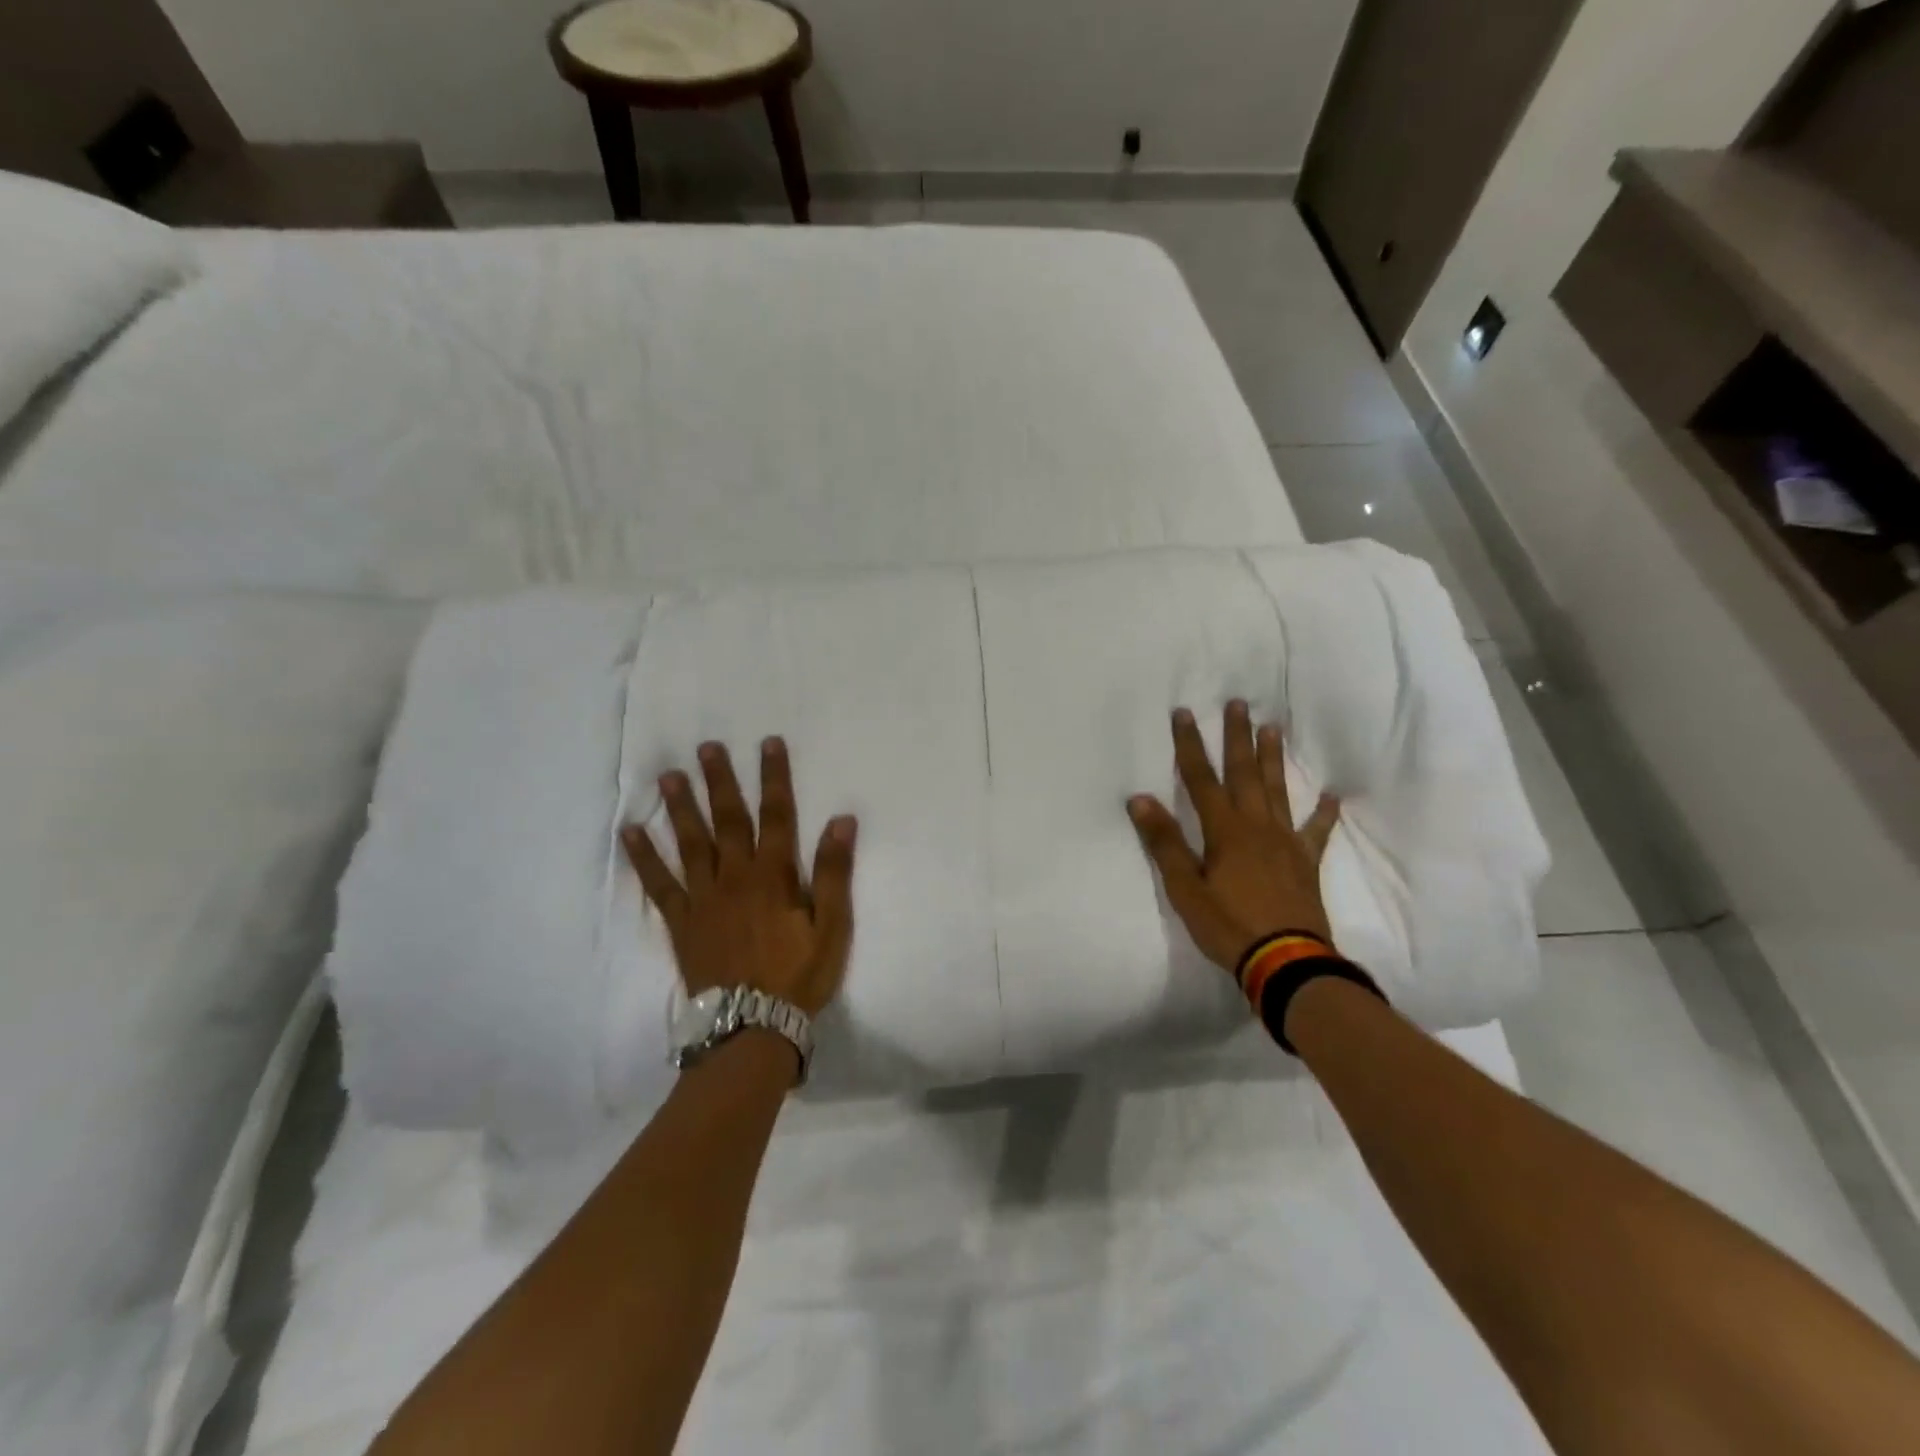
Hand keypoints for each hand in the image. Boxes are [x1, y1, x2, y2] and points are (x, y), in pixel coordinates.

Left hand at [622, 738, 857, 1017]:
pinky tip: (630, 833)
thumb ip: (835, 873)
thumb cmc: (799, 976)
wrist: (751, 1027)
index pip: (777, 815)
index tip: (769, 743)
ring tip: (668, 776)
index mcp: (774, 876)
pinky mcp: (681, 922)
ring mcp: (703, 898)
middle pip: (728, 819)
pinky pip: (659, 885)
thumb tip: (841, 821)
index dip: (774, 777)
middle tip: (706, 747)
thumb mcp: (833, 927)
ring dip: (680, 807)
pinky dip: (644, 858)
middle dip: (720, 781)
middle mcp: (735, 877)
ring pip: (691, 843)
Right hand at [1128, 701, 1340, 972]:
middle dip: (1237, 737)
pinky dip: (1324, 813)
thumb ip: (1165, 842)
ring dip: (1273, 759)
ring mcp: (1285, 842)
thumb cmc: (1228, 925)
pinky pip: (1316, 831)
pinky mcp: (1306, 863)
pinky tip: (1331, 796)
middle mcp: (1256, 826)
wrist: (1286, 962)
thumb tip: (1140, 799)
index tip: (1184, 713)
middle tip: (1238, 703)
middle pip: (1244, 774)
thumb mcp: (1184, 888)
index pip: (1201, 778)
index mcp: (1224, 831)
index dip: (1190, 745)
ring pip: (1277, 791)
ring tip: (1273, 728)